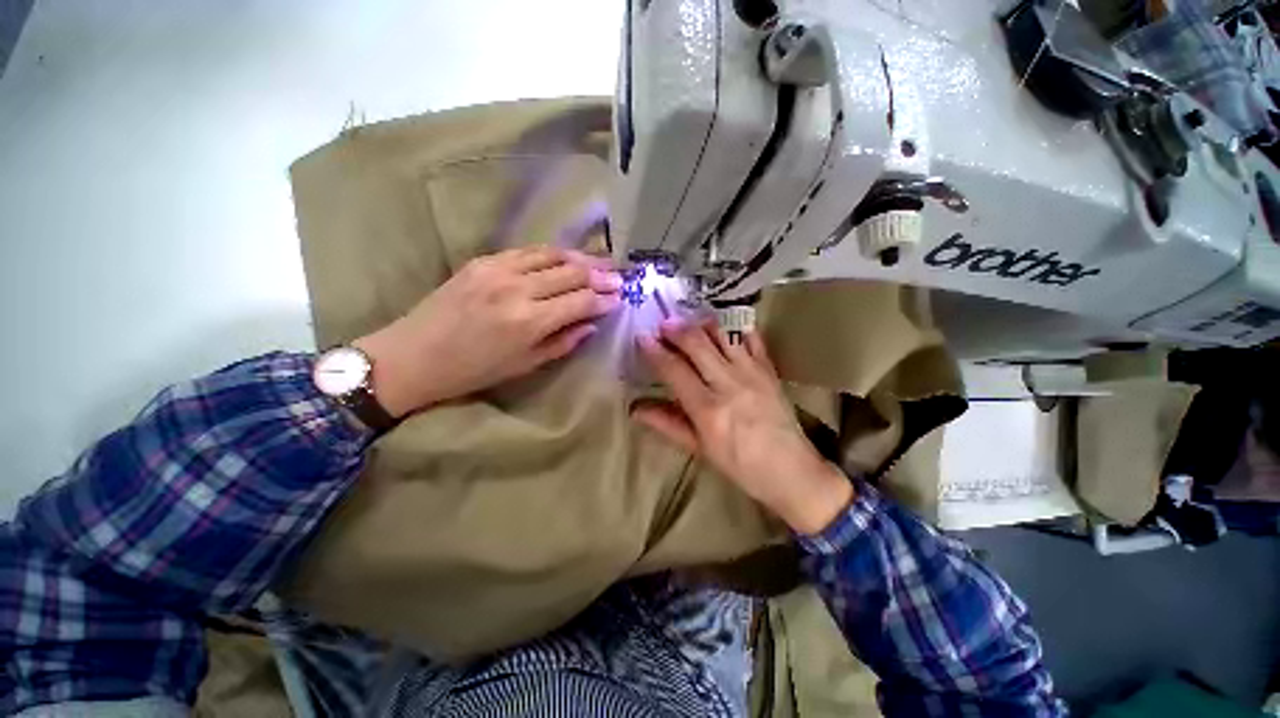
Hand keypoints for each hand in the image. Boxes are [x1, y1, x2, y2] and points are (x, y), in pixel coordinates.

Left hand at [354, 246, 621, 416]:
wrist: (413, 355)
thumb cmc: (473, 370)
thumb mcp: (524, 365)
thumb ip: (563, 342)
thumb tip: (591, 325)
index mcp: (529, 321)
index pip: (581, 301)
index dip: (604, 299)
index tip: (620, 298)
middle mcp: (518, 289)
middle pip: (571, 273)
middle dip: (600, 275)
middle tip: (619, 277)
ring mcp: (498, 269)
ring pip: (552, 255)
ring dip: (580, 258)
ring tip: (600, 262)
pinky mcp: (482, 260)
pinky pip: (527, 250)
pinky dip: (551, 253)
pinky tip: (564, 257)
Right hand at [634, 319, 853, 534]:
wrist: (791, 470)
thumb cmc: (740, 465)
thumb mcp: (699, 449)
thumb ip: (667, 424)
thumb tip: (634, 408)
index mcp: (707, 409)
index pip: (674, 370)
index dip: (655, 351)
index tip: (642, 337)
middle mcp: (729, 384)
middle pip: (697, 344)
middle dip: (676, 329)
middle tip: (662, 324)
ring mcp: (752, 372)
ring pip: (723, 334)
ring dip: (701, 323)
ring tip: (688, 321)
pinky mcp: (769, 368)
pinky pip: (751, 338)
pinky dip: (735, 327)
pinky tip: (723, 325)